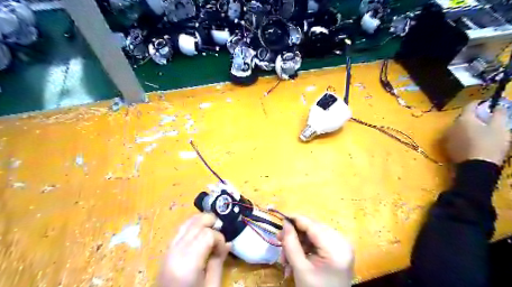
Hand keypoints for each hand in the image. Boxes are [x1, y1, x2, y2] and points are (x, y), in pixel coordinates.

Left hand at [160, 214, 231, 285]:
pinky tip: (200, 233)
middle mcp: (175, 251)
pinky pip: (180, 230)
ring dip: (202, 222)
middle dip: (211, 223)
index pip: (207, 234)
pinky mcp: (166, 251)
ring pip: (187, 223)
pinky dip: (192, 227)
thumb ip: (218, 262)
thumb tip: (228, 243)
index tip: (223, 249)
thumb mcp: (211, 286)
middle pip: (196, 224)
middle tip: (221, 232)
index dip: (219, 238)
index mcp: (187, 263)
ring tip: (212, 229)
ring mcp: (168, 250)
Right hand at [279, 216, 354, 286]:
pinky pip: (319, 241)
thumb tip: (285, 222)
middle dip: (295, 235)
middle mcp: (343, 242)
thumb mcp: (300, 268)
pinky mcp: (339, 249)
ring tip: (285, 256)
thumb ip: (291, 243)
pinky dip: (306, 247)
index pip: (313, 226)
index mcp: (336, 249)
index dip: (296, 219)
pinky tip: (295, 256)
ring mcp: (342, 246)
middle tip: (279, 240)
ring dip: (298, 242)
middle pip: (313, 229)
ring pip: (314, 234)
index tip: (281, 218)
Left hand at [442, 101, 509, 164]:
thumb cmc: (490, 144)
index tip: (489, 104)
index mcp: (464, 119)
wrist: (476, 166)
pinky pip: (456, 137)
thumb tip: (498, 105)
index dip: (480, 103)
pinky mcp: (448, 147)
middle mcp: (452, 126)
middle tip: (487, 118)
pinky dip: (463, 135)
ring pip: (458, 127)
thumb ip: (499, 114)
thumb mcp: (500, 128)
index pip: (470, 105)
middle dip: (474, 116)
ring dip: (468, 126)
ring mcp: (448, 137)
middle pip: (463, 117)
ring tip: (480, 130)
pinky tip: (472, 141)